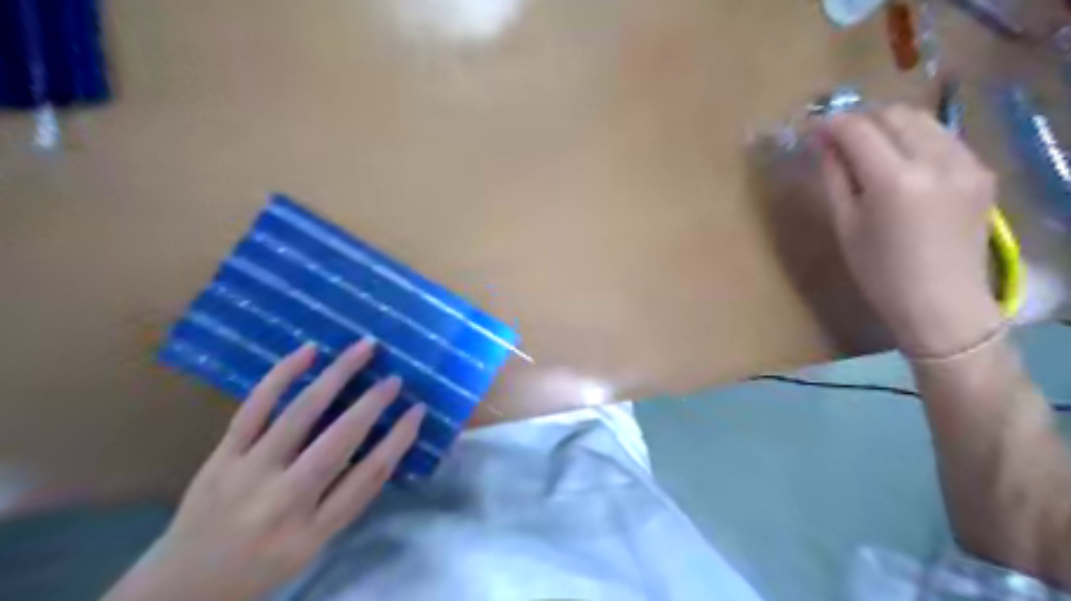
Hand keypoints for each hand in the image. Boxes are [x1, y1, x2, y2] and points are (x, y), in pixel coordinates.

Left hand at [103, 337, 427, 600]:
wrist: (180, 588)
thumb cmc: (262, 565)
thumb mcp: (314, 546)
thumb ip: (346, 498)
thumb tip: (382, 445)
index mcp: (312, 531)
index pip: (368, 478)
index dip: (399, 440)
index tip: (418, 411)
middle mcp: (282, 501)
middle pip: (338, 442)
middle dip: (371, 405)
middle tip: (395, 378)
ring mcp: (248, 473)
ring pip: (299, 414)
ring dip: (336, 375)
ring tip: (363, 348)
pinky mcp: (221, 456)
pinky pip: (254, 407)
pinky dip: (282, 375)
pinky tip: (308, 351)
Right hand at [821, 103, 1004, 355]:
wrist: (941, 302)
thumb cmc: (880, 272)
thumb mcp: (845, 226)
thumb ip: (835, 179)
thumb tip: (826, 147)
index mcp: (894, 179)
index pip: (858, 130)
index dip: (831, 124)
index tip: (813, 130)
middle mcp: (935, 160)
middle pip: (893, 114)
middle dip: (861, 119)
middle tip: (838, 139)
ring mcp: (965, 162)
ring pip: (922, 120)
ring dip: (889, 125)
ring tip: (868, 147)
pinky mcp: (980, 171)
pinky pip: (943, 138)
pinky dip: (915, 139)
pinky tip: (901, 162)